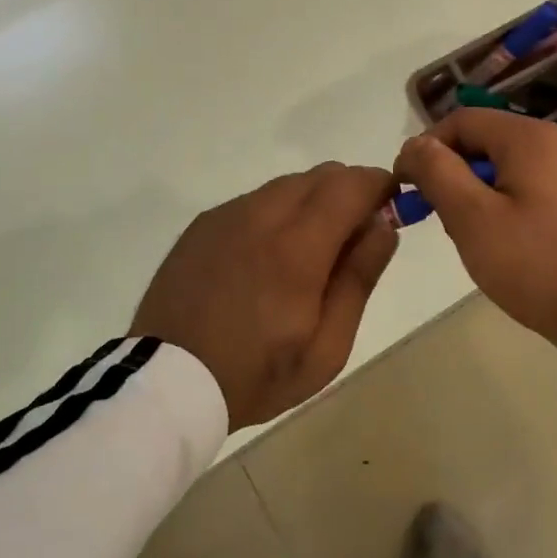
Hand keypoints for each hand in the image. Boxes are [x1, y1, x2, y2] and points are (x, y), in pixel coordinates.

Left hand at [130, 163, 399, 429]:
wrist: (165, 382)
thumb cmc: (256, 374)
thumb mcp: (326, 346)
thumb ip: (359, 278)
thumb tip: (384, 225)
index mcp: (298, 247)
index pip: (351, 184)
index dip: (380, 185)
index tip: (391, 205)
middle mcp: (262, 215)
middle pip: (321, 175)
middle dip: (349, 191)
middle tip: (354, 235)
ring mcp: (228, 214)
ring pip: (287, 185)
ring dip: (312, 201)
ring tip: (309, 252)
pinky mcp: (204, 223)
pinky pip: (255, 200)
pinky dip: (277, 212)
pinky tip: (267, 256)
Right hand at [395, 110, 556, 347]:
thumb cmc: (532, 261)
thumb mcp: (471, 217)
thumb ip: (437, 171)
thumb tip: (415, 145)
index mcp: (528, 137)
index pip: (461, 121)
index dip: (426, 148)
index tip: (407, 188)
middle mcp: (554, 141)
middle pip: (483, 140)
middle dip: (452, 172)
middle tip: (438, 216)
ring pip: (504, 164)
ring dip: (475, 189)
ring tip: (469, 232)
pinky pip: (528, 183)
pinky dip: (503, 200)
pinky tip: (501, 237)